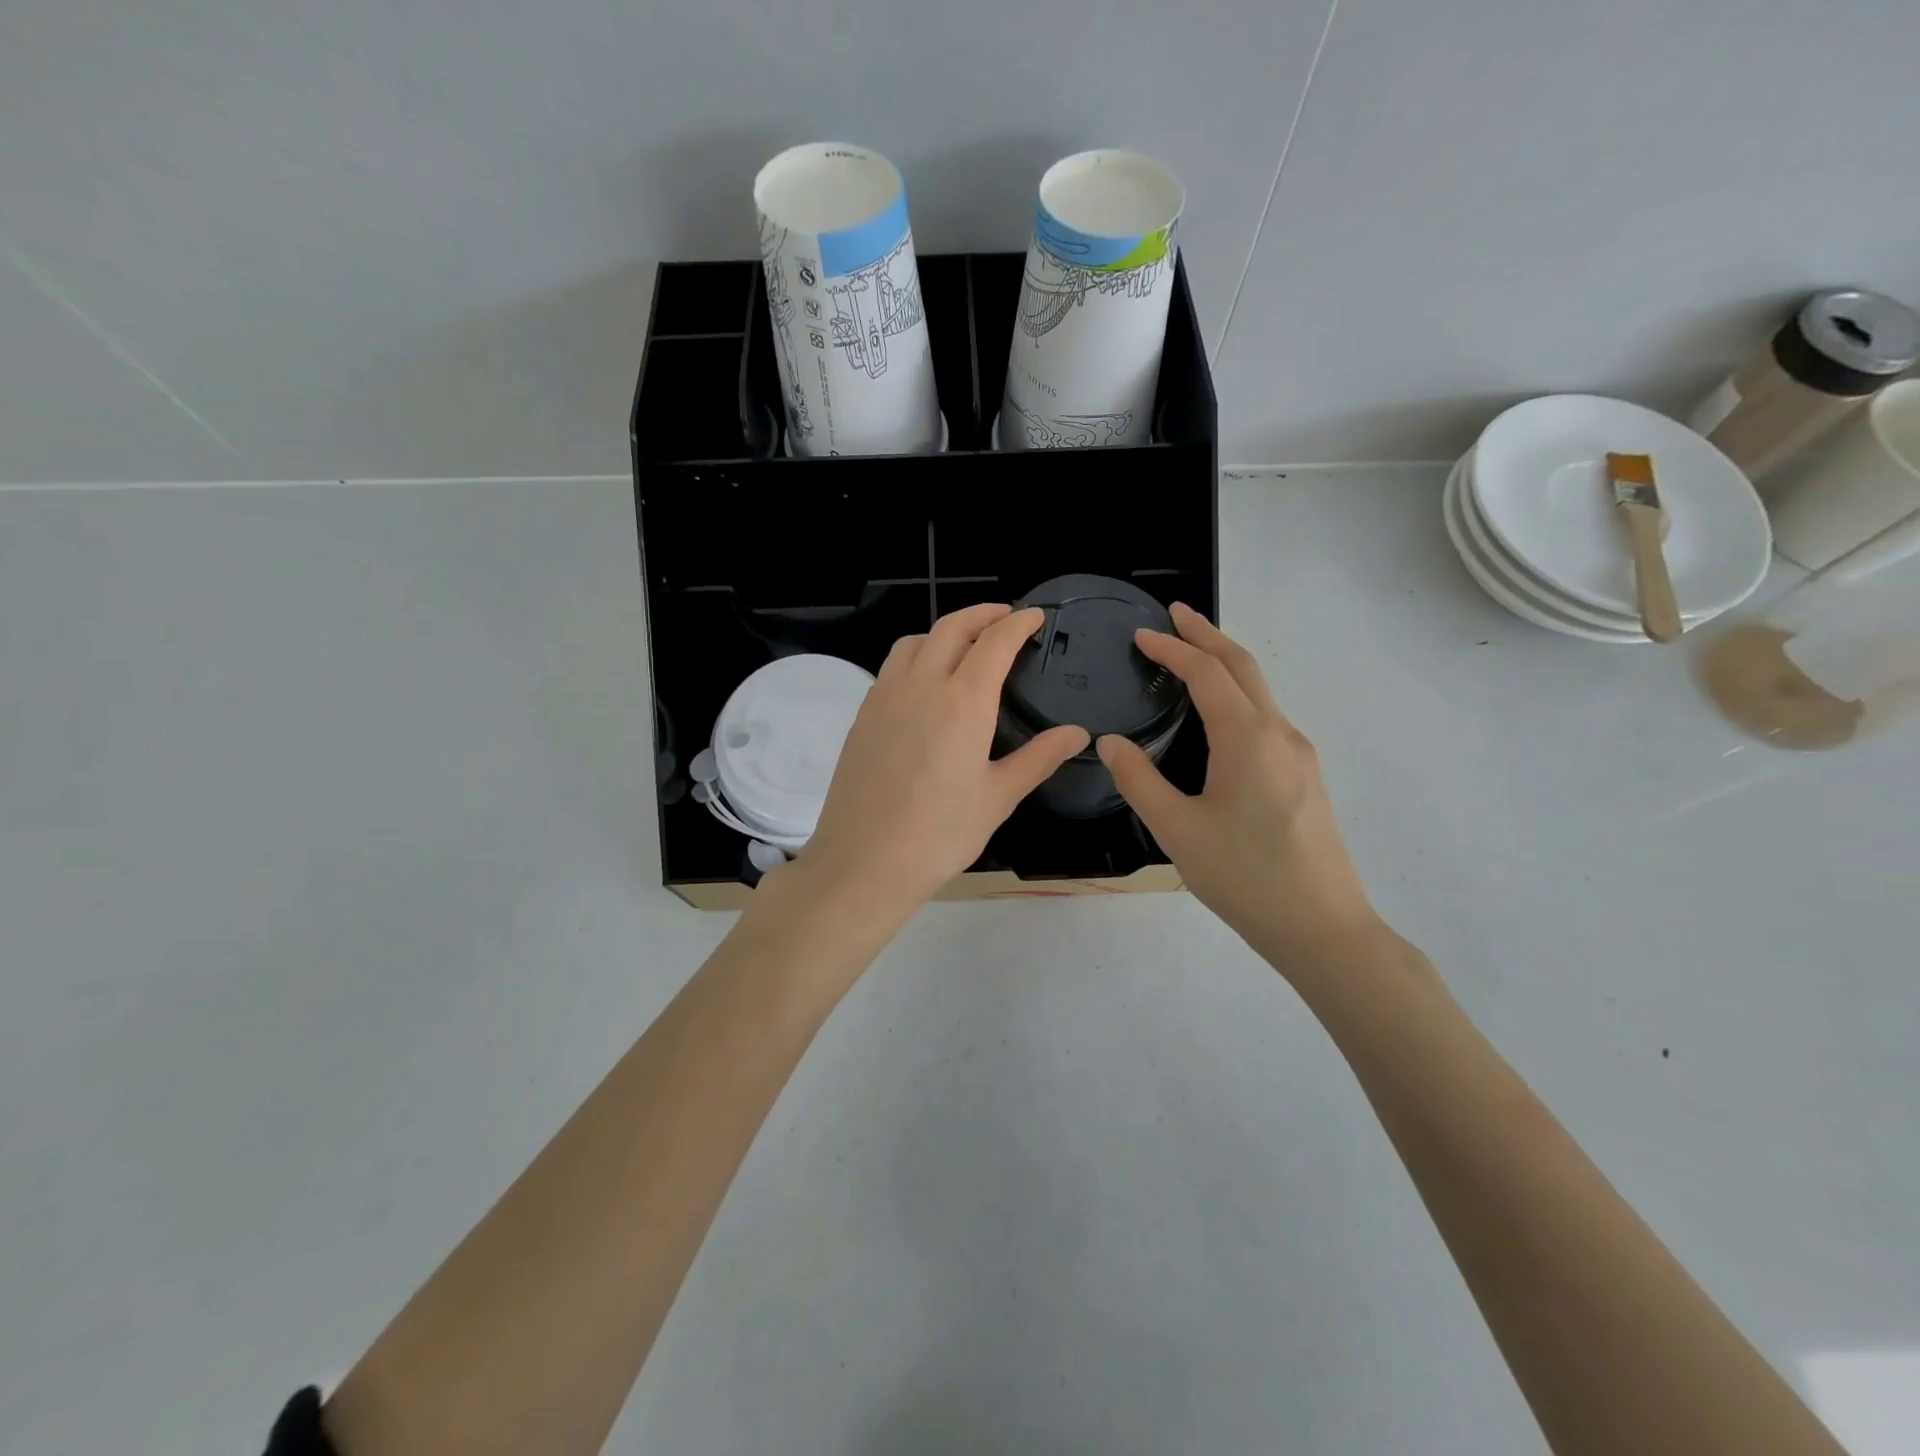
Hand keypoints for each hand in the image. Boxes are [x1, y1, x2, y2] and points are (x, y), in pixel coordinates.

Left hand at [799, 604, 1089, 914]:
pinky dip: (916, 655)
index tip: (1035, 616)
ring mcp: (885, 697)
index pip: (994, 643)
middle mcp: (921, 686)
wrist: (864, 862)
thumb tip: (1078, 733)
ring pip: (915, 641)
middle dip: (983, 614)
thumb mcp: (998, 798)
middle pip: (952, 628)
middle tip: (1006, 616)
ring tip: (965, 644)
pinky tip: (925, 681)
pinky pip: (892, 666)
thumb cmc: (940, 835)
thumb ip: (1039, 758)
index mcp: (963, 703)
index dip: (1017, 623)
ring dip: (945, 630)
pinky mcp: (863, 715)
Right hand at [1097, 603, 1378, 964]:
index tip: (1141, 634)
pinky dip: (1237, 695)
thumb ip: (1139, 780)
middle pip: (1243, 666)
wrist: (1323, 927)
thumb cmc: (1245, 877)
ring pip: (1260, 691)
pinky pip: (1267, 717)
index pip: (1206, 673)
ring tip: (1191, 657)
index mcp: (1248, 738)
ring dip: (1225, 664)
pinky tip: (1219, 717)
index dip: (1172, 648)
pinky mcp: (1305, 776)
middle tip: (1175, 615)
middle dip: (1207, 635)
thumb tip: (1110, 741)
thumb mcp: (1177, 830)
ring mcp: (1299, 755)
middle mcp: (1279, 734)